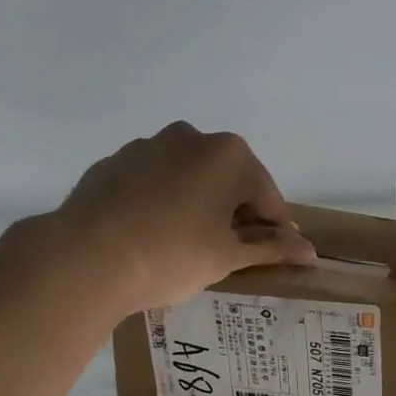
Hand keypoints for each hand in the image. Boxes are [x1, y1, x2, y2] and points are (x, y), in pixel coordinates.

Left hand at [54, 122, 317, 311]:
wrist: (85, 258)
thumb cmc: (172, 256)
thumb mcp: (227, 258)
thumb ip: (271, 249)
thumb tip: (309, 253)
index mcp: (229, 155)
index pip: (267, 197)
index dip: (276, 230)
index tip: (278, 256)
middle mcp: (191, 138)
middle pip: (228, 180)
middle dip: (235, 214)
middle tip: (231, 254)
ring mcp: (147, 146)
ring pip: (188, 178)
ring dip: (197, 205)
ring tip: (187, 246)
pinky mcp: (114, 162)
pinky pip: (152, 182)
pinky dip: (161, 203)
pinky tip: (151, 235)